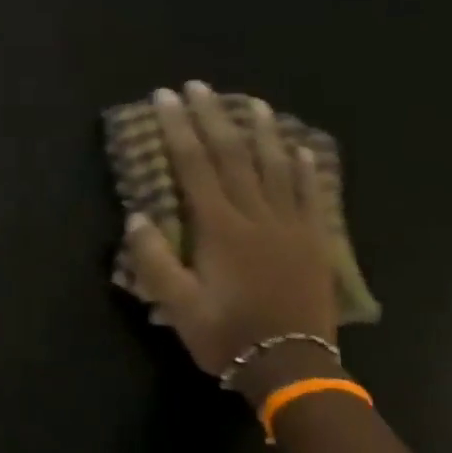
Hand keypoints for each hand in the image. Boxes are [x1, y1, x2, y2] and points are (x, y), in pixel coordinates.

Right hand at [124, 81, 338, 387]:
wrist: (292, 366)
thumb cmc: (226, 336)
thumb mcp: (177, 306)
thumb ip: (155, 261)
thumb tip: (137, 218)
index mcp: (220, 229)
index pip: (194, 167)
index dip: (178, 129)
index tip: (166, 98)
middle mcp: (257, 216)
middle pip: (233, 155)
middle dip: (212, 117)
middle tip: (198, 86)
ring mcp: (291, 225)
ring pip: (275, 166)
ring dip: (260, 130)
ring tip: (249, 101)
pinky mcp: (313, 240)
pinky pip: (309, 193)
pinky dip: (302, 166)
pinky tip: (297, 147)